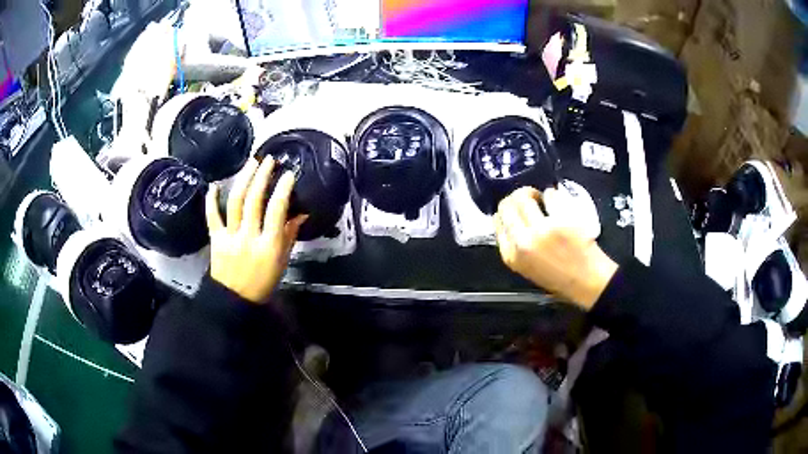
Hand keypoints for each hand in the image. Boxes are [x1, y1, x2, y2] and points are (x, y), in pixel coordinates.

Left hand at [205, 158, 306, 303]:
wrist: (234, 299)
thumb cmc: (263, 281)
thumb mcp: (282, 261)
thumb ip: (289, 235)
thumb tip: (301, 213)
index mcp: (269, 245)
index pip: (276, 211)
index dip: (283, 190)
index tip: (288, 174)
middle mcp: (249, 237)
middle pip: (254, 200)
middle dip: (262, 176)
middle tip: (269, 160)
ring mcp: (230, 236)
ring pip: (235, 202)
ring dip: (243, 179)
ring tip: (251, 163)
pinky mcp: (216, 238)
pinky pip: (212, 216)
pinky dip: (211, 199)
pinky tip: (214, 184)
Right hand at [494, 187, 617, 307]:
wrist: (588, 282)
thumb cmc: (559, 278)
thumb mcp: (527, 268)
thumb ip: (516, 245)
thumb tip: (512, 219)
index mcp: (512, 256)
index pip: (497, 221)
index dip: (505, 211)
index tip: (514, 208)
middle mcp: (522, 242)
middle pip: (507, 206)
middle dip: (516, 198)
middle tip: (527, 198)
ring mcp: (542, 230)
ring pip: (524, 198)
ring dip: (532, 193)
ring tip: (541, 197)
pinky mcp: (561, 221)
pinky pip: (550, 195)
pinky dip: (552, 194)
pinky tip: (556, 199)